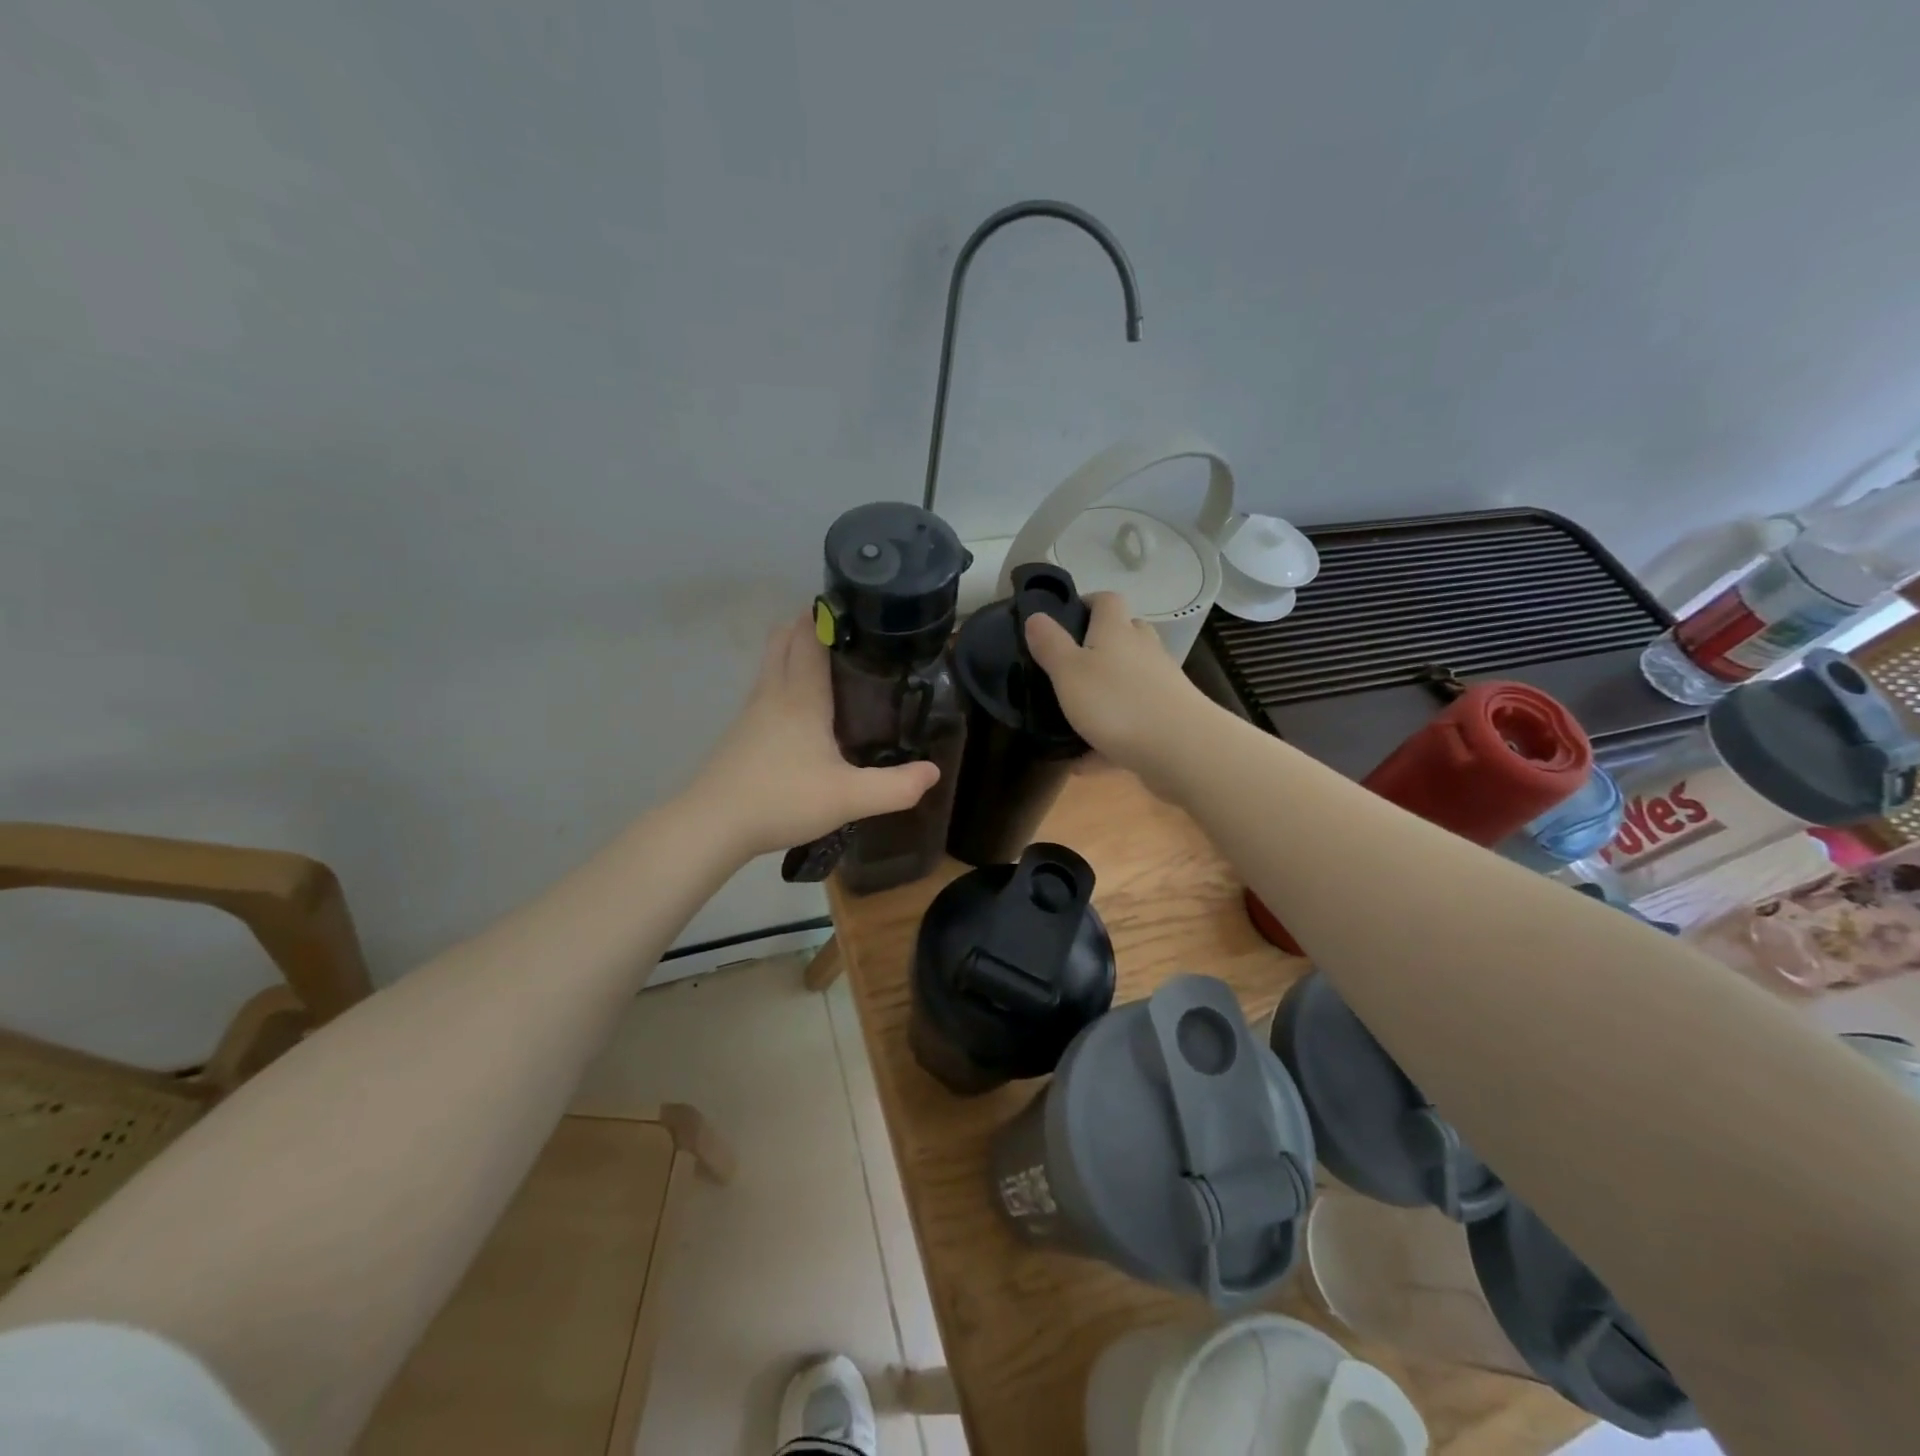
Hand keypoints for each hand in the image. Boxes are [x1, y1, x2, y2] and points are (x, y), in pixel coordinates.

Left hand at [690, 616, 940, 857]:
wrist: (712, 825)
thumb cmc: (782, 799)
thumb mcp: (849, 798)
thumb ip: (895, 787)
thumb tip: (932, 772)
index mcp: (801, 695)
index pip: (810, 635)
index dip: (828, 614)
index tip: (857, 607)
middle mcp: (773, 692)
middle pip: (784, 638)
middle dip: (810, 624)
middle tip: (848, 634)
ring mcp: (752, 712)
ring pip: (772, 662)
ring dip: (795, 651)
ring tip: (833, 666)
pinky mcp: (741, 733)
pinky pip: (766, 689)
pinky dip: (784, 681)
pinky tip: (805, 711)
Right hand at [1024, 591, 1210, 783]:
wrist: (1181, 749)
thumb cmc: (1116, 703)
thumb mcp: (1069, 672)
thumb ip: (1050, 644)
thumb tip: (1036, 615)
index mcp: (1116, 631)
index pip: (1106, 600)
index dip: (1087, 602)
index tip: (1065, 618)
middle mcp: (1143, 650)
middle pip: (1125, 635)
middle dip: (1100, 645)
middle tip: (1070, 665)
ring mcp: (1162, 684)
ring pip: (1131, 679)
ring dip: (1107, 691)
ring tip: (1076, 714)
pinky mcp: (1169, 718)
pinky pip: (1134, 721)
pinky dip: (1111, 736)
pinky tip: (1086, 762)